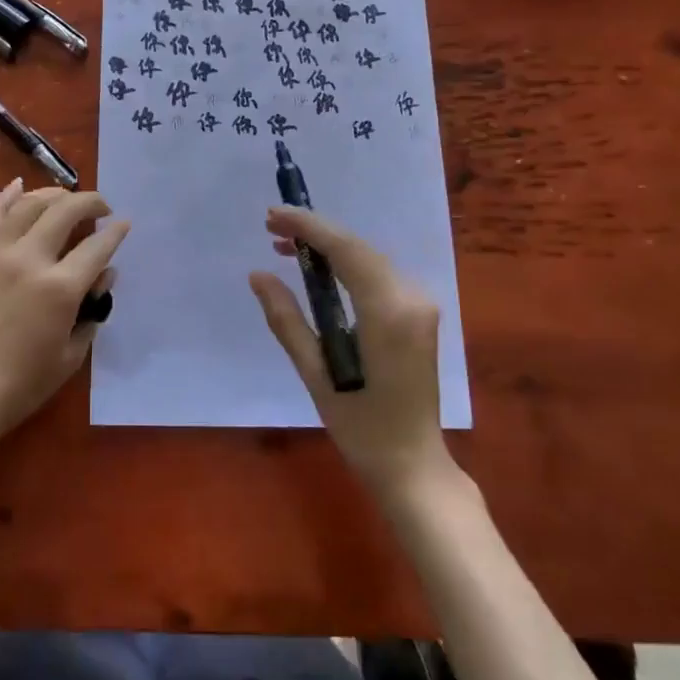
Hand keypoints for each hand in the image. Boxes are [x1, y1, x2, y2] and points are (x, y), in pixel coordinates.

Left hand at [0, 182, 129, 455]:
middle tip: (100, 208)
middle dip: (90, 202)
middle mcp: (30, 260)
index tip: (124, 224)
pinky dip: (9, 195)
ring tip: (67, 200)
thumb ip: (92, 311)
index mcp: (60, 288)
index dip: (116, 232)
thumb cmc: (20, 386)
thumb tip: (104, 276)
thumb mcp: (70, 356)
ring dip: (54, 195)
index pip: (97, 246)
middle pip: (66, 211)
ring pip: (29, 205)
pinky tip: (21, 186)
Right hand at [250, 207, 454, 496]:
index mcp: (387, 312)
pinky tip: (319, 269)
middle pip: (359, 247)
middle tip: (271, 227)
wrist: (414, 464)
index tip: (272, 215)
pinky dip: (347, 264)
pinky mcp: (419, 314)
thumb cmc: (361, 427)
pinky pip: (378, 274)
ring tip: (285, 246)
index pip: (346, 250)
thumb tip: (258, 275)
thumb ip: (287, 320)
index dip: (308, 226)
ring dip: (330, 246)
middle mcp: (410, 298)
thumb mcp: (316, 374)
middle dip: (315, 232)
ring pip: (369, 257)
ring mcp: (420, 305)